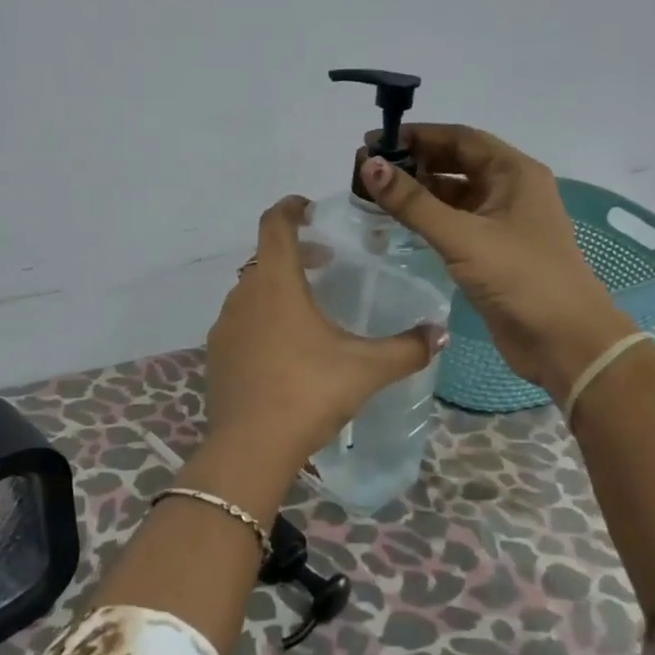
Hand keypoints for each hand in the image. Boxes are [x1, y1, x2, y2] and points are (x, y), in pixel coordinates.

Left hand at [204, 196, 447, 478]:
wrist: (250, 446)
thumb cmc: (308, 392)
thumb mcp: (366, 369)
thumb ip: (406, 348)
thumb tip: (439, 334)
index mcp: (276, 283)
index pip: (275, 224)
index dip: (291, 207)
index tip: (309, 207)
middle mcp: (243, 295)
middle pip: (265, 257)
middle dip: (294, 252)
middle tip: (325, 262)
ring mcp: (224, 326)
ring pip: (251, 291)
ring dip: (277, 288)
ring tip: (309, 309)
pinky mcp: (216, 355)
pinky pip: (241, 322)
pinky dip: (262, 319)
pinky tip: (285, 350)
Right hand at [359, 125, 629, 387]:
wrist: (564, 342)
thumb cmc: (521, 278)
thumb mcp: (463, 236)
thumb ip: (414, 203)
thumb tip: (370, 166)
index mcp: (515, 174)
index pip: (460, 138)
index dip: (418, 135)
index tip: (375, 141)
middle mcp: (510, 191)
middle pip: (456, 163)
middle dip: (414, 162)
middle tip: (369, 169)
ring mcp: (502, 223)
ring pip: (453, 195)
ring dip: (418, 192)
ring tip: (375, 194)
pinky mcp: (492, 252)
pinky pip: (454, 223)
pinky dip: (427, 219)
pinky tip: (398, 224)